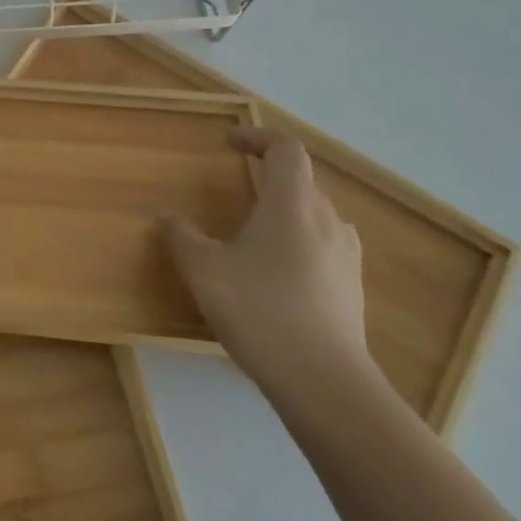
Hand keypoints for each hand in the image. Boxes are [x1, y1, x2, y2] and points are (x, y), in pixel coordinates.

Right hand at [161, 128, 374, 400]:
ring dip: (286, 212)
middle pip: (302, 182)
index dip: (257, 137)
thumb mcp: (203, 269)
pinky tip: (276, 274)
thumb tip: (167, 218)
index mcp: (292, 204)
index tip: (230, 142)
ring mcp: (346, 257)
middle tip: (238, 186)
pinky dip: (299, 245)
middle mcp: (327, 221)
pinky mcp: (352, 290)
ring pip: (316, 217)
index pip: (285, 150)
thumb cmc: (259, 309)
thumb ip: (182, 237)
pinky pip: (324, 249)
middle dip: (269, 176)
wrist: (325, 383)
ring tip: (255, 232)